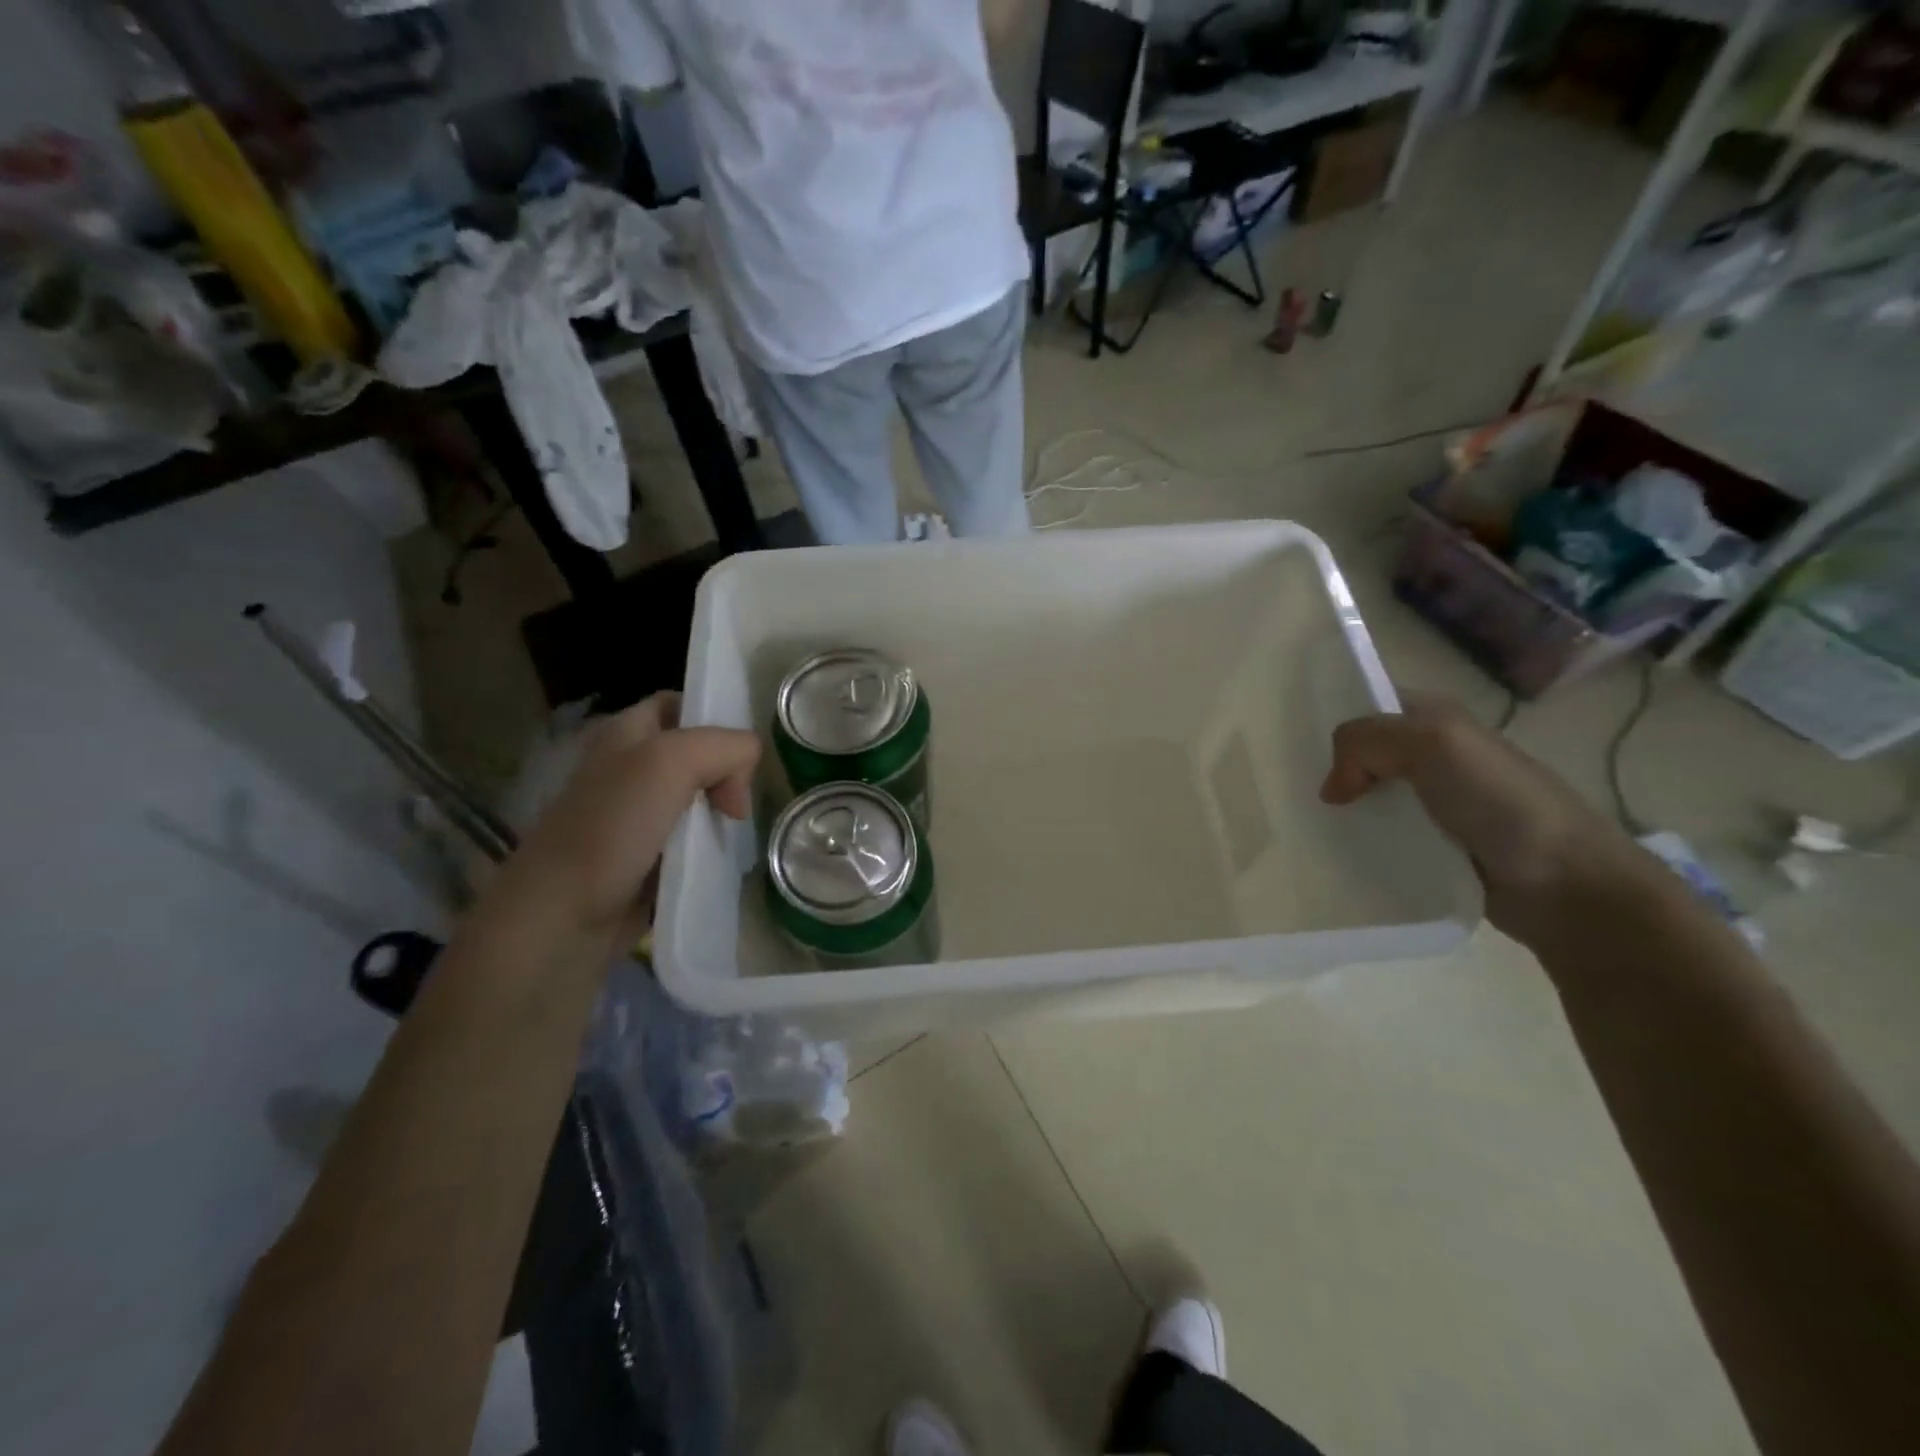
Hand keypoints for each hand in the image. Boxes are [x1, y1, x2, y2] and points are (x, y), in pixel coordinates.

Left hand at [489, 694, 758, 943]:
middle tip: (737, 804)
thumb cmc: (611, 828)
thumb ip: (724, 747)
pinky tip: (721, 857)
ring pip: (698, 797)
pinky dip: (710, 845)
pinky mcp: (645, 856)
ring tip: (734, 832)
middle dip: (727, 771)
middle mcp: (629, 767)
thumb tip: (745, 774)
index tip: (740, 752)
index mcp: (625, 732)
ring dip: (721, 811)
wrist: (563, 918)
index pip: (679, 703)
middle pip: (697, 753)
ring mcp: (635, 814)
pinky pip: (691, 838)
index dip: (713, 716)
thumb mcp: (670, 763)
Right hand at [1319, 696, 1641, 935]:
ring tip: (1305, 827)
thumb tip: (1332, 788)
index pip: (1368, 706)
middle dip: (1328, 769)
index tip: (1293, 747)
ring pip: (1368, 798)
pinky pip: (1382, 838)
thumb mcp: (1433, 743)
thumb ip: (1367, 742)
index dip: (1333, 719)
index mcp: (1436, 719)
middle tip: (1290, 791)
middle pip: (1362, 754)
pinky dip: (1359, 845)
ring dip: (1341, 812)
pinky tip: (1336, 854)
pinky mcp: (1433, 848)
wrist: (1566, 884)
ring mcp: (1434, 805)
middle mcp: (1433, 756)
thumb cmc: (1500, 800)